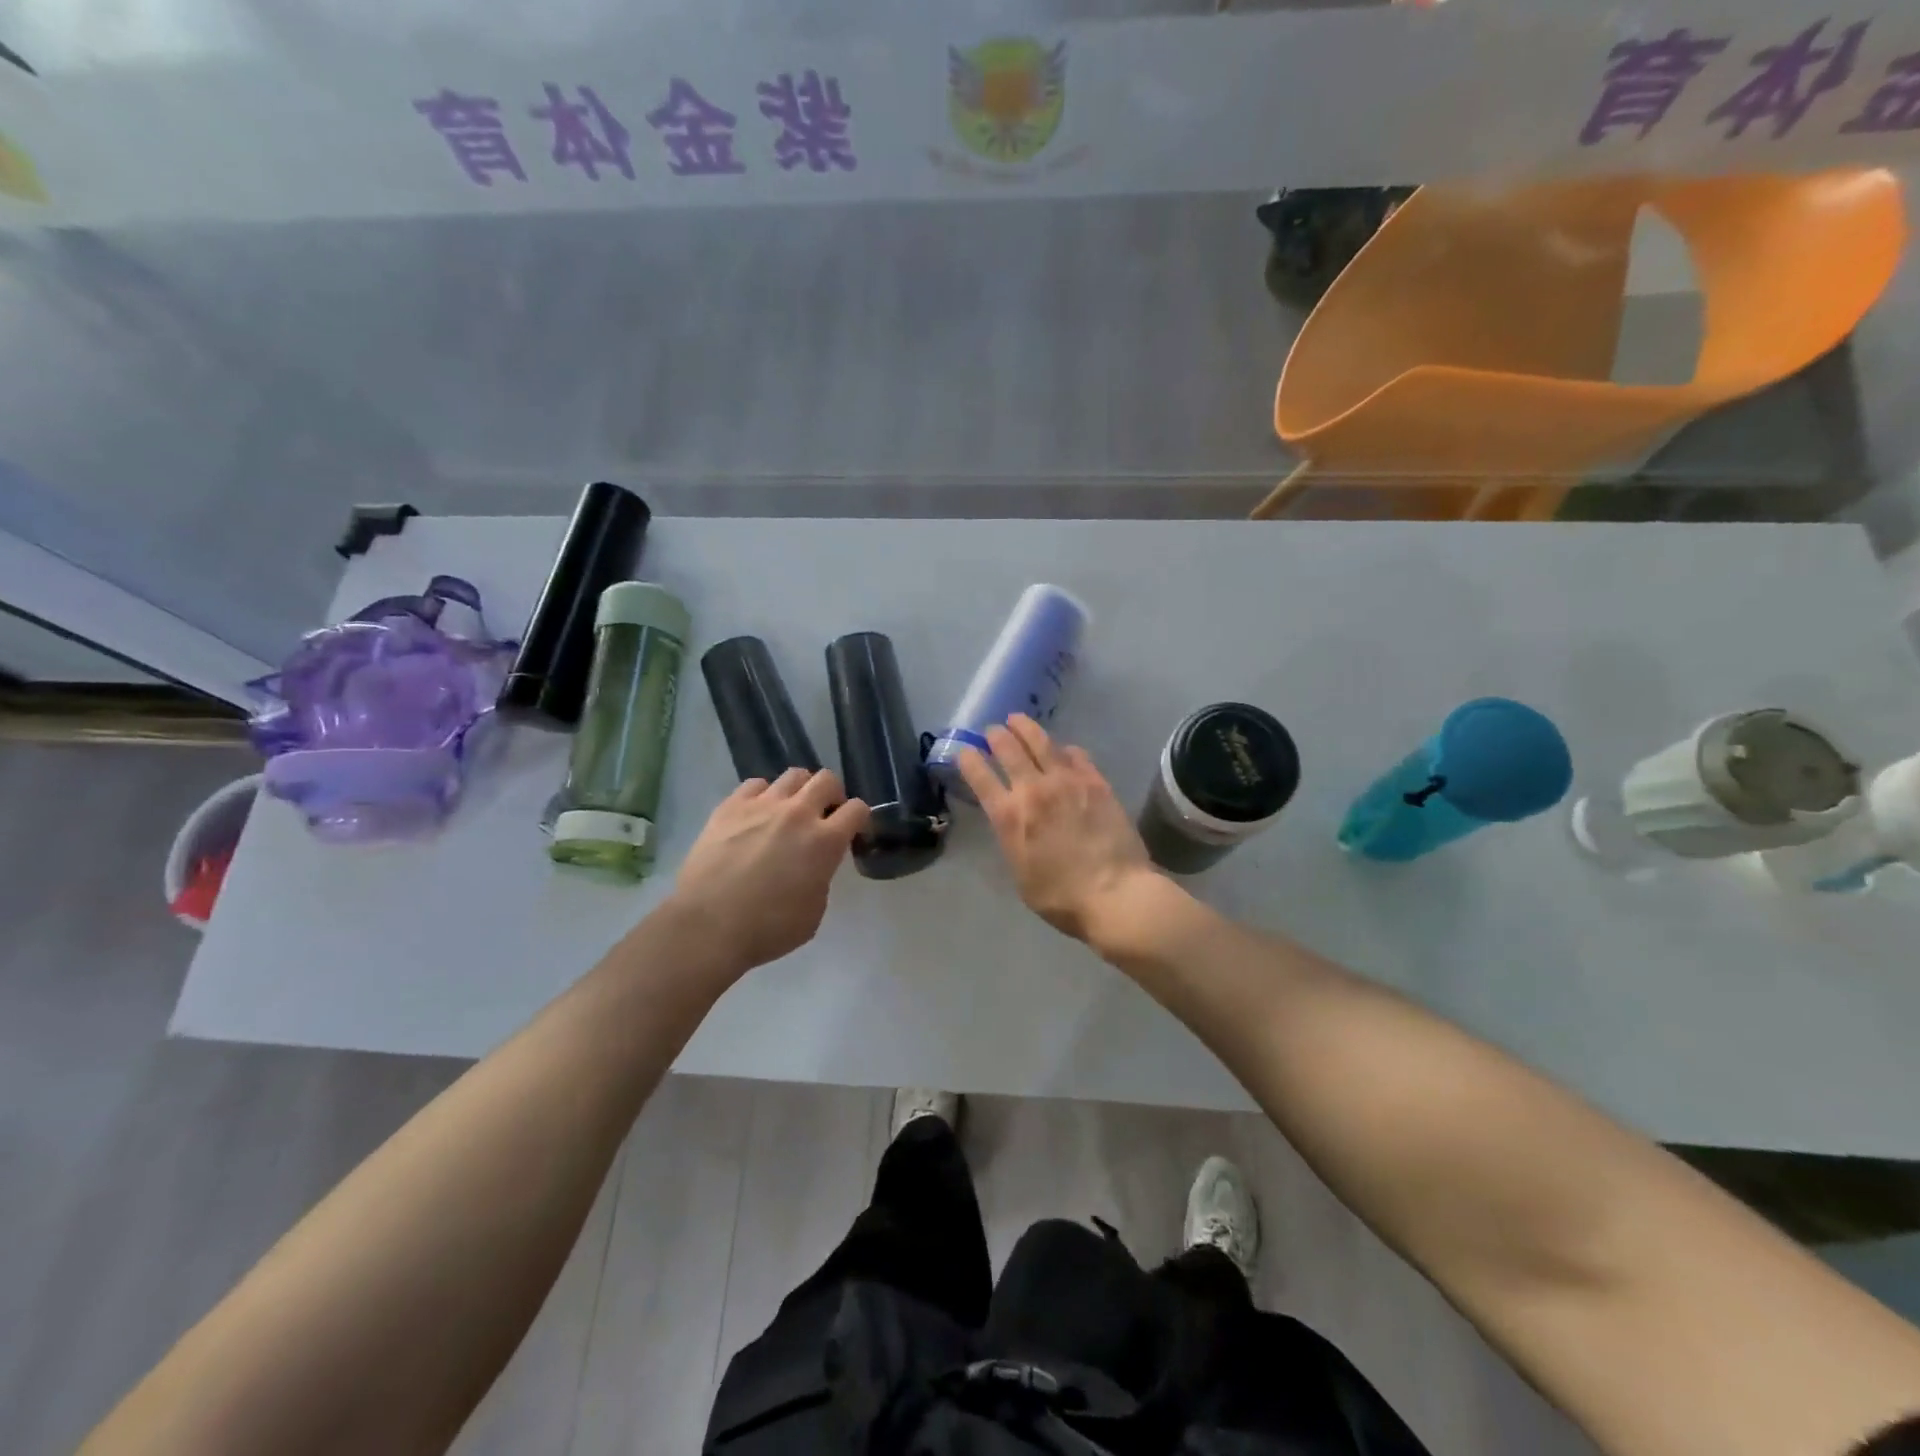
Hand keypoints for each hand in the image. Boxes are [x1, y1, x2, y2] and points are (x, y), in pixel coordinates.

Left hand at [667, 769, 870, 974]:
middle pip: (827, 780)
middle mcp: (798, 813)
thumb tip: (813, 866)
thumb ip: (821, 878)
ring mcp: (762, 805)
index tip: (853, 831)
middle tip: (824, 815)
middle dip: (833, 795)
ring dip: (800, 790)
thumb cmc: (768, 929)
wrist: (708, 926)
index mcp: (825, 841)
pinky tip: (757, 813)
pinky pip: (755, 784)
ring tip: (790, 810)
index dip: (860, 818)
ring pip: (793, 775)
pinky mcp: (730, 806)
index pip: (858, 809)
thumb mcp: (814, 912)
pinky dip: (763, 795)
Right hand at [957, 715, 1162, 943]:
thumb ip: (1013, 840)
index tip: (964, 751)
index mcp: (1009, 816)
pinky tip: (1062, 749)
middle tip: (992, 730)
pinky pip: (1076, 755)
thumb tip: (1014, 821)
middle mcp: (1034, 790)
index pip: (981, 777)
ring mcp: (1067, 781)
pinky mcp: (1096, 782)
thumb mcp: (1021, 874)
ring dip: (1025, 728)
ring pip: (1041, 742)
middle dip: (996, 736)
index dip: (969, 759)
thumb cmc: (1062, 898)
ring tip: (1017, 720)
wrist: (1116, 894)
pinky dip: (1064, 749)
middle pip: (1009, 750)